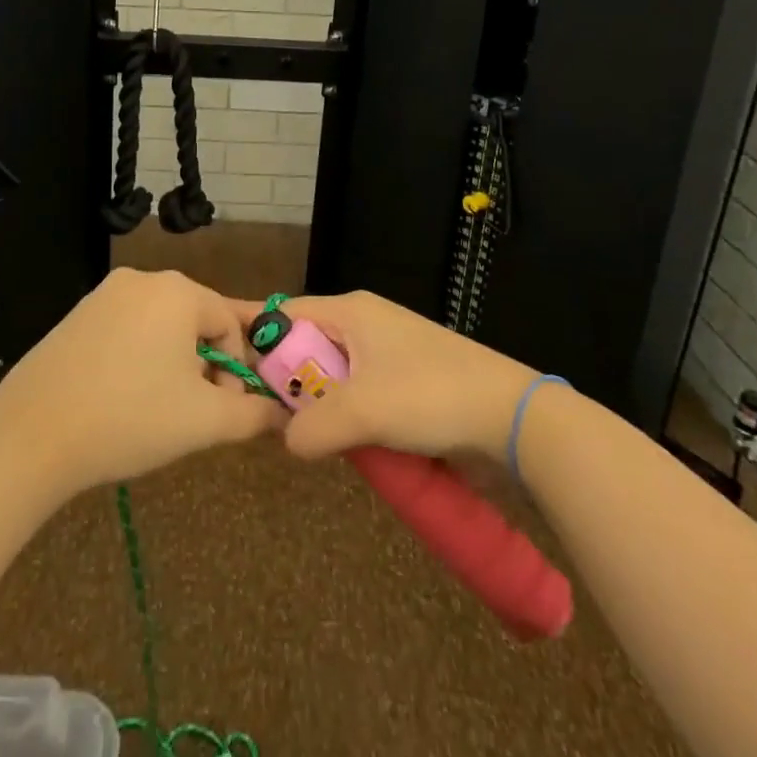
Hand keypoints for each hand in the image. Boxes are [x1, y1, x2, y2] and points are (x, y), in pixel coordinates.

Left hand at [0, 268, 287, 494]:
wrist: (33, 435)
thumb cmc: (129, 419)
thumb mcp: (203, 421)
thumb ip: (253, 414)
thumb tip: (281, 413)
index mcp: (179, 291)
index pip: (231, 323)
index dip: (236, 368)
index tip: (221, 409)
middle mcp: (144, 279)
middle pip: (197, 318)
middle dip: (204, 364)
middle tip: (190, 411)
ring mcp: (106, 292)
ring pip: (162, 324)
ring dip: (173, 361)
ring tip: (156, 408)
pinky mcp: (79, 312)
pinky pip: (129, 327)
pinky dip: (139, 356)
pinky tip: (123, 396)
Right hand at [273, 291, 540, 462]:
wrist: (512, 417)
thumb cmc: (431, 396)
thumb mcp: (363, 411)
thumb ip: (312, 427)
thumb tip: (287, 442)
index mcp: (351, 311)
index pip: (286, 314)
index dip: (261, 345)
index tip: (244, 385)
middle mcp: (365, 323)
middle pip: (308, 347)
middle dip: (294, 385)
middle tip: (282, 424)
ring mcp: (389, 352)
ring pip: (334, 377)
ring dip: (325, 408)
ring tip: (321, 441)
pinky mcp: (408, 380)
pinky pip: (361, 395)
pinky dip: (352, 418)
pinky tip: (356, 445)